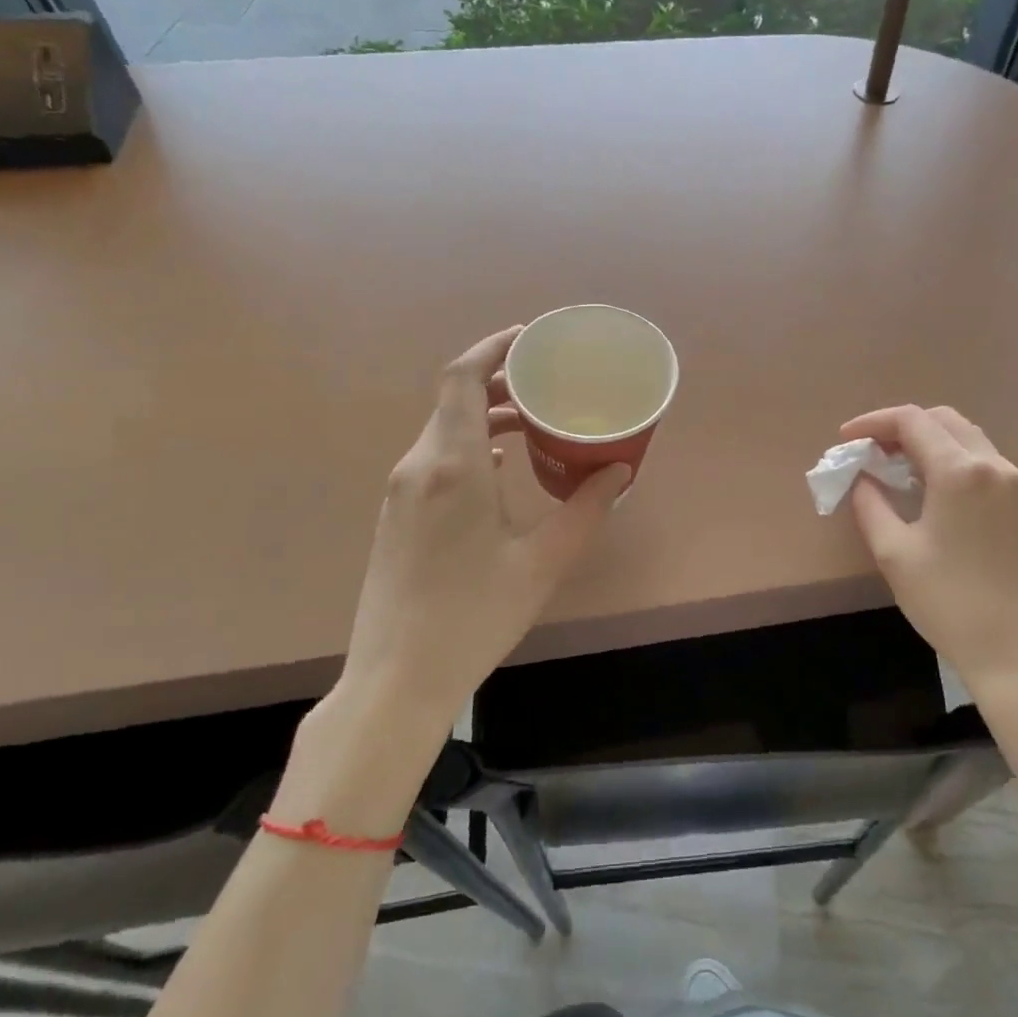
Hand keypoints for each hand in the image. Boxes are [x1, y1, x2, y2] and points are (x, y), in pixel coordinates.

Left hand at [342, 326, 630, 720]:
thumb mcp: (542, 562)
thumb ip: (586, 510)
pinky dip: (469, 444)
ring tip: (532, 420)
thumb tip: (620, 471)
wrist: (397, 678)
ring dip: (484, 414)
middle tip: (546, 381)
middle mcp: (418, 466)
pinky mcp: (397, 515)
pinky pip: (435, 457)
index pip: (461, 378)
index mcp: (452, 466)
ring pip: (443, 429)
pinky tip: (501, 464)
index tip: (529, 338)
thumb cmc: (474, 616)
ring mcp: (401, 491)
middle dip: (498, 380)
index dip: (492, 347)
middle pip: (452, 399)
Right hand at [840, 405, 1017, 694]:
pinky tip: (925, 485)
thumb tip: (861, 478)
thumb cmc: (947, 601)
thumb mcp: (894, 552)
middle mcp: (993, 464)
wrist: (1013, 651)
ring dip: (926, 440)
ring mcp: (1012, 483)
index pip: (912, 421)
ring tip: (891, 465)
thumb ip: (871, 504)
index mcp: (960, 471)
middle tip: (867, 450)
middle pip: (942, 419)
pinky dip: (948, 457)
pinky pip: (980, 459)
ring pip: (964, 436)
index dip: (872, 423)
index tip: (844, 440)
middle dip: (900, 426)